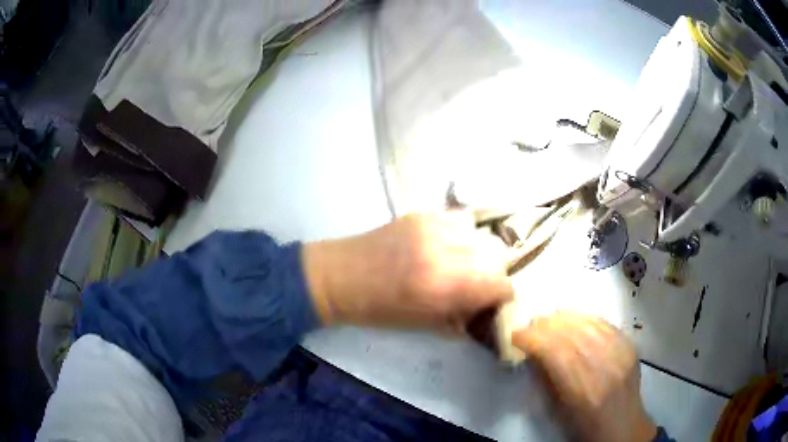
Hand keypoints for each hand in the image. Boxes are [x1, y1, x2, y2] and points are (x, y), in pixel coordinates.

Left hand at [303, 210, 514, 332]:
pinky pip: (461, 218)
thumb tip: (489, 311)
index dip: (502, 295)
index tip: (495, 300)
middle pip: (497, 254)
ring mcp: (433, 226)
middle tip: (479, 283)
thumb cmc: (378, 309)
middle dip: (495, 272)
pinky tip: (449, 245)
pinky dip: (464, 234)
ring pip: (482, 233)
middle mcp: (443, 251)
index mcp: (442, 287)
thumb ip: (463, 317)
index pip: (499, 283)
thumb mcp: (424, 324)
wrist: (340, 275)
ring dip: (481, 251)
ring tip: (465, 262)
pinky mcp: (422, 213)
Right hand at [513, 313, 656, 441]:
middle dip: (546, 325)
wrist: (623, 424)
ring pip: (588, 323)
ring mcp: (620, 352)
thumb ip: (546, 379)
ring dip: (564, 318)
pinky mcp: (629, 344)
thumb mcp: (558, 410)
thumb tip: (532, 353)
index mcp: (582, 390)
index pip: (554, 351)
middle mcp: (604, 366)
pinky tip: (574, 320)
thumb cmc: (584, 424)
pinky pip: (604, 323)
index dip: (532, 338)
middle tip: (530, 325)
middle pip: (572, 333)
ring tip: (549, 320)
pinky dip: (585, 318)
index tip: (516, 335)